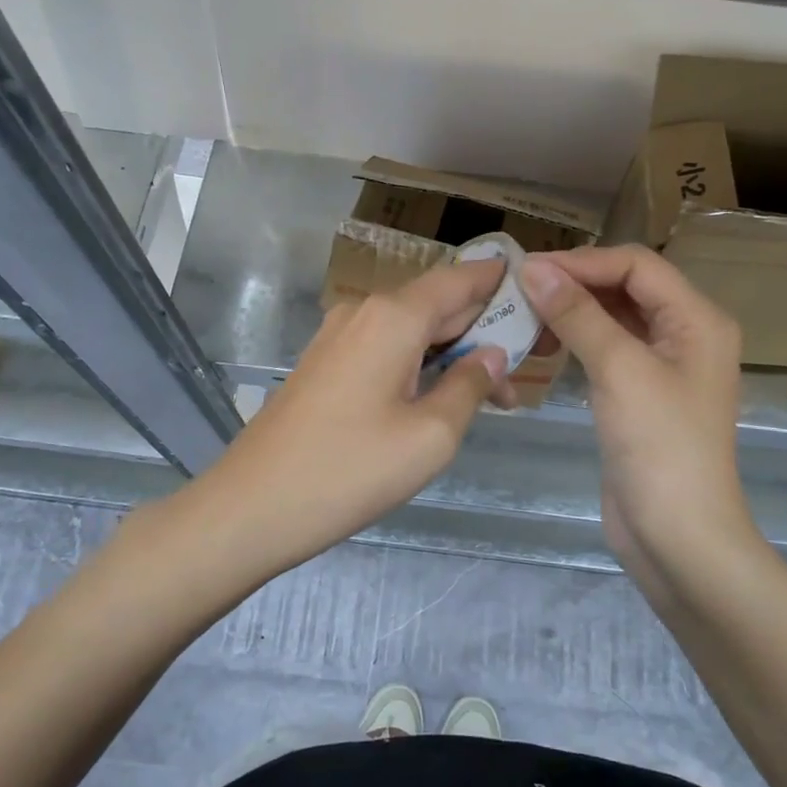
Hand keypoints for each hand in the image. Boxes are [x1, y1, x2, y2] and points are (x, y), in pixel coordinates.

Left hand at [204, 258, 512, 571]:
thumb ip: (470, 386)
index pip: (459, 280)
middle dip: (481, 330)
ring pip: (410, 329)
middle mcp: (364, 312)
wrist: (251, 506)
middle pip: (436, 304)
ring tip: (489, 393)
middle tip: (523, 366)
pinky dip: (417, 362)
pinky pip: (384, 347)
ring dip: (450, 352)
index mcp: (393, 317)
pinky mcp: (324, 363)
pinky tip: (437, 395)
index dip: (498, 281)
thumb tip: (492, 354)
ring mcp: (338, 336)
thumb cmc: (350, 470)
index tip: (535, 291)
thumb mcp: (431, 436)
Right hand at [519, 246, 752, 585]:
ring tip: (525, 315)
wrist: (678, 538)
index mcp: (697, 319)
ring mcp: (663, 365)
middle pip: (626, 287)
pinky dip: (576, 340)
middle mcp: (685, 334)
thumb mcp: (619, 370)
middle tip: (519, 290)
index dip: (582, 261)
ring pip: (613, 318)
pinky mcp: (640, 393)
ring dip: (572, 311)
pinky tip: (544, 344)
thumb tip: (533, 268)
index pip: (636, 265)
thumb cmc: (659, 447)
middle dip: (575, 283)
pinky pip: (607, 349)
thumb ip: (578, 314)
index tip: (528, 270)